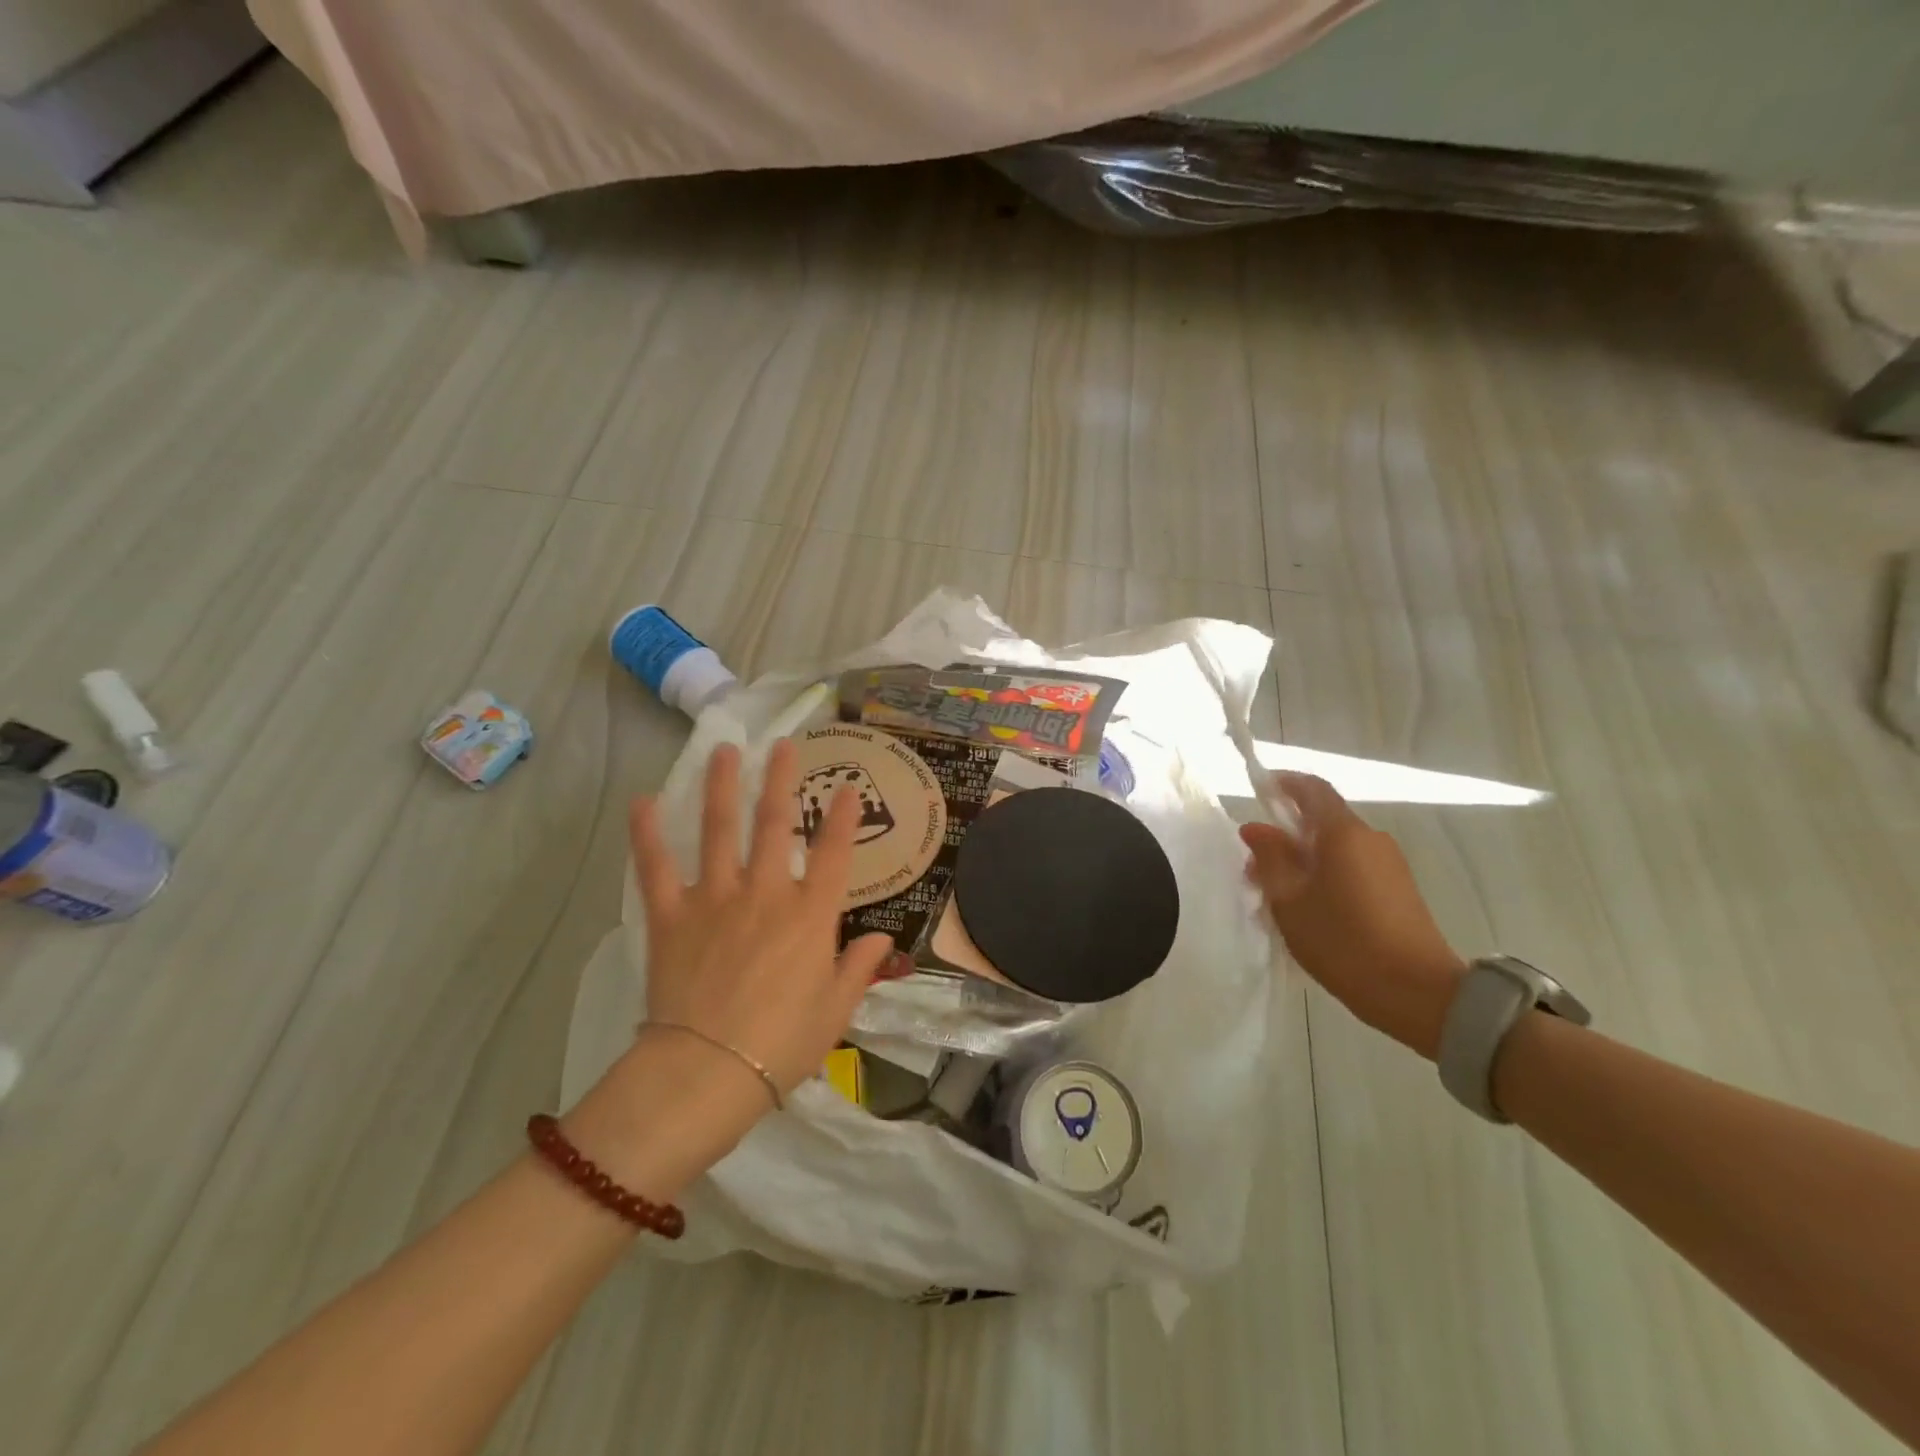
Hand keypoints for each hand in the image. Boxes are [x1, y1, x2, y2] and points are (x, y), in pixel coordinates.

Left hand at [630, 739, 895, 1096]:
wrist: (708, 1071)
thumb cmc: (783, 1045)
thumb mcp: (836, 1010)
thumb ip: (859, 968)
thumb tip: (882, 942)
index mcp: (810, 915)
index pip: (835, 853)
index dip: (844, 817)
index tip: (849, 787)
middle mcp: (766, 893)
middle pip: (776, 824)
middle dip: (781, 780)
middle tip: (782, 746)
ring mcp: (715, 899)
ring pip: (720, 830)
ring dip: (723, 787)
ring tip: (726, 752)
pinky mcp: (671, 916)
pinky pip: (657, 868)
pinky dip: (649, 834)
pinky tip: (644, 802)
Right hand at [1241, 773, 1465, 1058]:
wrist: (1418, 994)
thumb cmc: (1343, 940)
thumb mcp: (1289, 900)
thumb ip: (1270, 857)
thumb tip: (1256, 828)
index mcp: (1343, 832)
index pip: (1312, 788)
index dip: (1283, 783)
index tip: (1258, 791)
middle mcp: (1370, 838)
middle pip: (1322, 820)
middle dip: (1286, 834)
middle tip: (1255, 865)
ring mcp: (1389, 864)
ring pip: (1336, 848)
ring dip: (1304, 859)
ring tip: (1277, 896)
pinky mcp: (1399, 890)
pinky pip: (1353, 868)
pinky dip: (1325, 876)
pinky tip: (1310, 910)